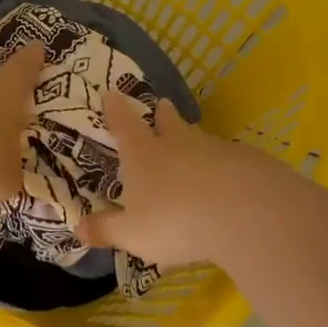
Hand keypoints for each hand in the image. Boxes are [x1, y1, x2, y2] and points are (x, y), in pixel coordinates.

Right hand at [78, 90, 303, 266]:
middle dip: (163, 115)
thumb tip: (77, 228)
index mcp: (144, 155)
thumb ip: (107, 230)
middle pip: (168, 123)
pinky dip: (227, 166)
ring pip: (201, 140)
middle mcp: (178, 145)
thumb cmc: (176, 220)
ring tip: (195, 145)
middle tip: (163, 105)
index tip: (112, 93)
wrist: (246, 211)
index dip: (116, 110)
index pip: (124, 126)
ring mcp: (216, 150)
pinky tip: (232, 180)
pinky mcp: (250, 162)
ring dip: (195, 140)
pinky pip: (232, 160)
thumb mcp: (133, 233)